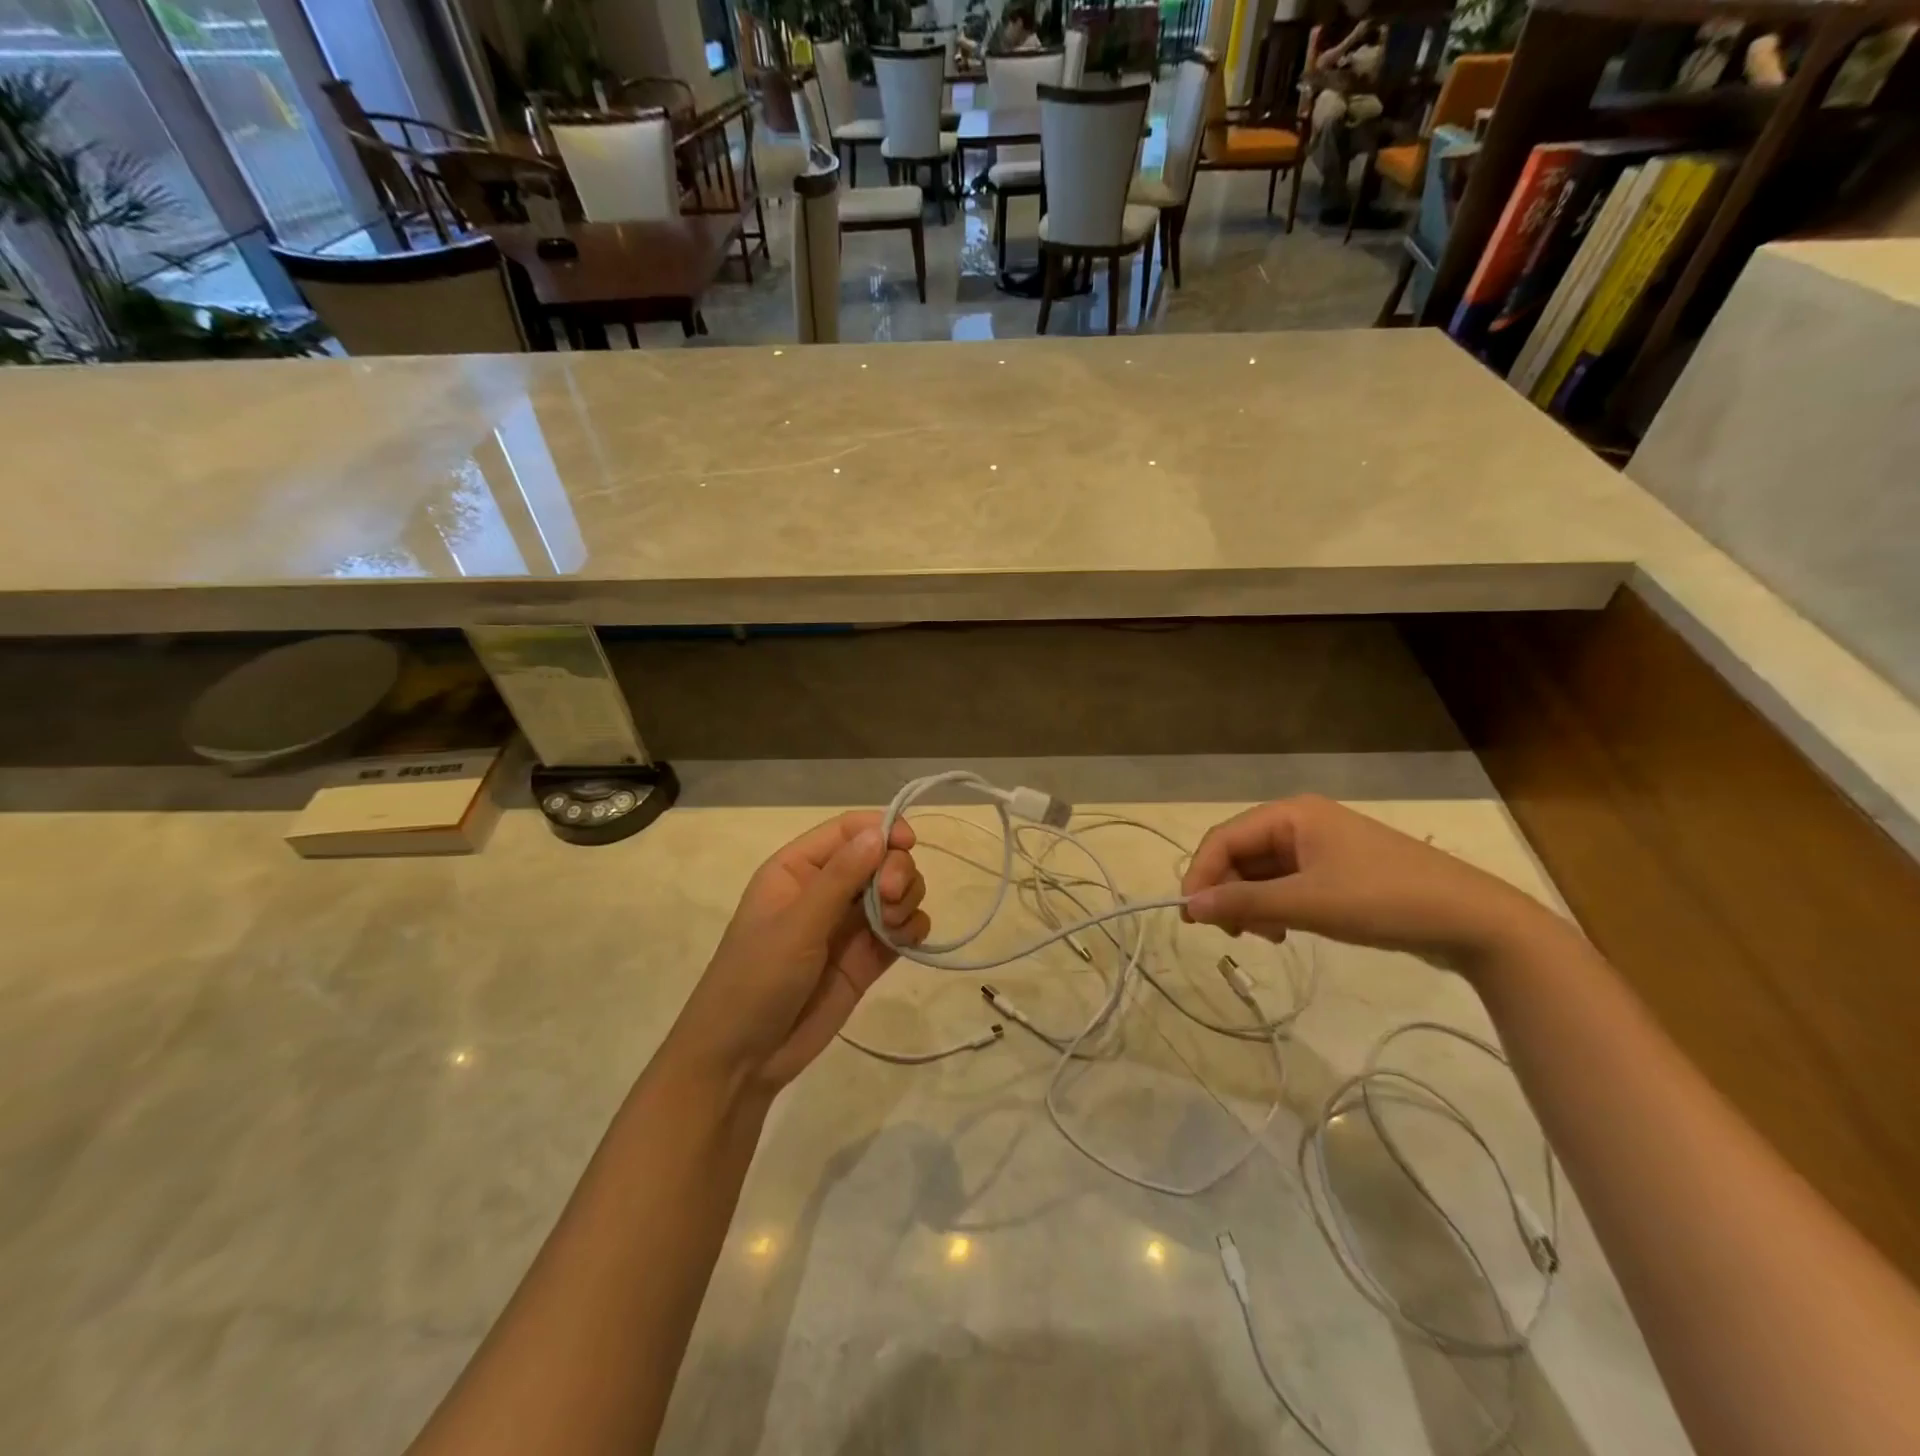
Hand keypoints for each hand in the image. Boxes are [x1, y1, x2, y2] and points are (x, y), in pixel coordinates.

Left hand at [670, 813, 930, 1093]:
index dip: (882, 829)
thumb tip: (880, 831)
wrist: (742, 1061)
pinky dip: (913, 928)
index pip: (848, 830)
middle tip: (892, 897)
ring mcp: (849, 924)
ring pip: (896, 890)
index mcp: (798, 869)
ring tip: (894, 927)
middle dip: (896, 870)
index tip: (909, 844)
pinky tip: (906, 940)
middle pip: (880, 856)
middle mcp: (826, 889)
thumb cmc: (755, 980)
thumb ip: (840, 878)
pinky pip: (903, 928)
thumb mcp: (795, 924)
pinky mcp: (868, 957)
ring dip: (907, 898)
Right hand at [1180, 795, 1556, 973]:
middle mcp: (1300, 822)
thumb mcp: (1308, 904)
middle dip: (1229, 892)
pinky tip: (1285, 931)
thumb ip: (1245, 904)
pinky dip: (1276, 906)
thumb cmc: (1384, 900)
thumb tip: (1190, 905)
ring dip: (1251, 903)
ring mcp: (1320, 846)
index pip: (1224, 838)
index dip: (1201, 875)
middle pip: (1240, 853)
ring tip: (1267, 937)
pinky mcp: (1336, 870)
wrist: (1473, 920)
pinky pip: (1286, 883)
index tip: (1190, 918)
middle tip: (1232, 934)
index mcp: (1291, 814)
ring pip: (1261, 872)